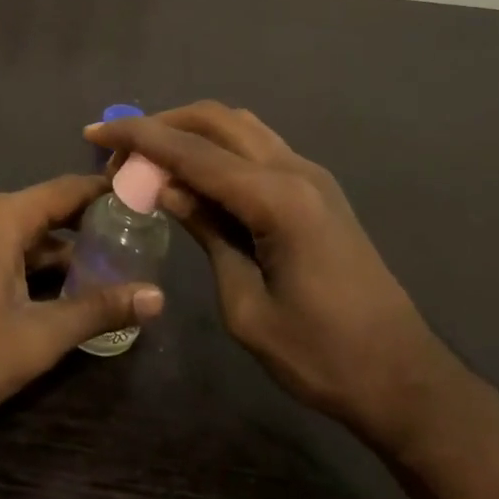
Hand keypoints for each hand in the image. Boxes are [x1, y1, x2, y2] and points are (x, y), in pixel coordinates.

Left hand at [0, 175, 165, 450]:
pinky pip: (9, 251)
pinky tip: (70, 294)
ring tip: (119, 270)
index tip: (151, 199)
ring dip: (69, 253)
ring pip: (31, 235)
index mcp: (3, 216)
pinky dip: (40, 267)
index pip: (70, 189)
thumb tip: (158, 296)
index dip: (111, 193)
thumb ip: (97, 310)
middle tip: (144, 241)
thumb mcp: (36, 338)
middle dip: (95, 227)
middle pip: (52, 210)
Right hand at [87, 103, 459, 453]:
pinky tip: (195, 172)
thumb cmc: (320, 356)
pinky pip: (258, 146)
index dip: (139, 138)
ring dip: (191, 130)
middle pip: (217, 120)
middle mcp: (295, 171)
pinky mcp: (317, 189)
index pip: (193, 152)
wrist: (403, 378)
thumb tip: (166, 187)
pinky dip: (218, 146)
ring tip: (150, 156)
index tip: (95, 133)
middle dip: (162, 124)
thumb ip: (208, 233)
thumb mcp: (245, 305)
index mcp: (277, 200)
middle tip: (119, 149)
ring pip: (239, 126)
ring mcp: (312, 175)